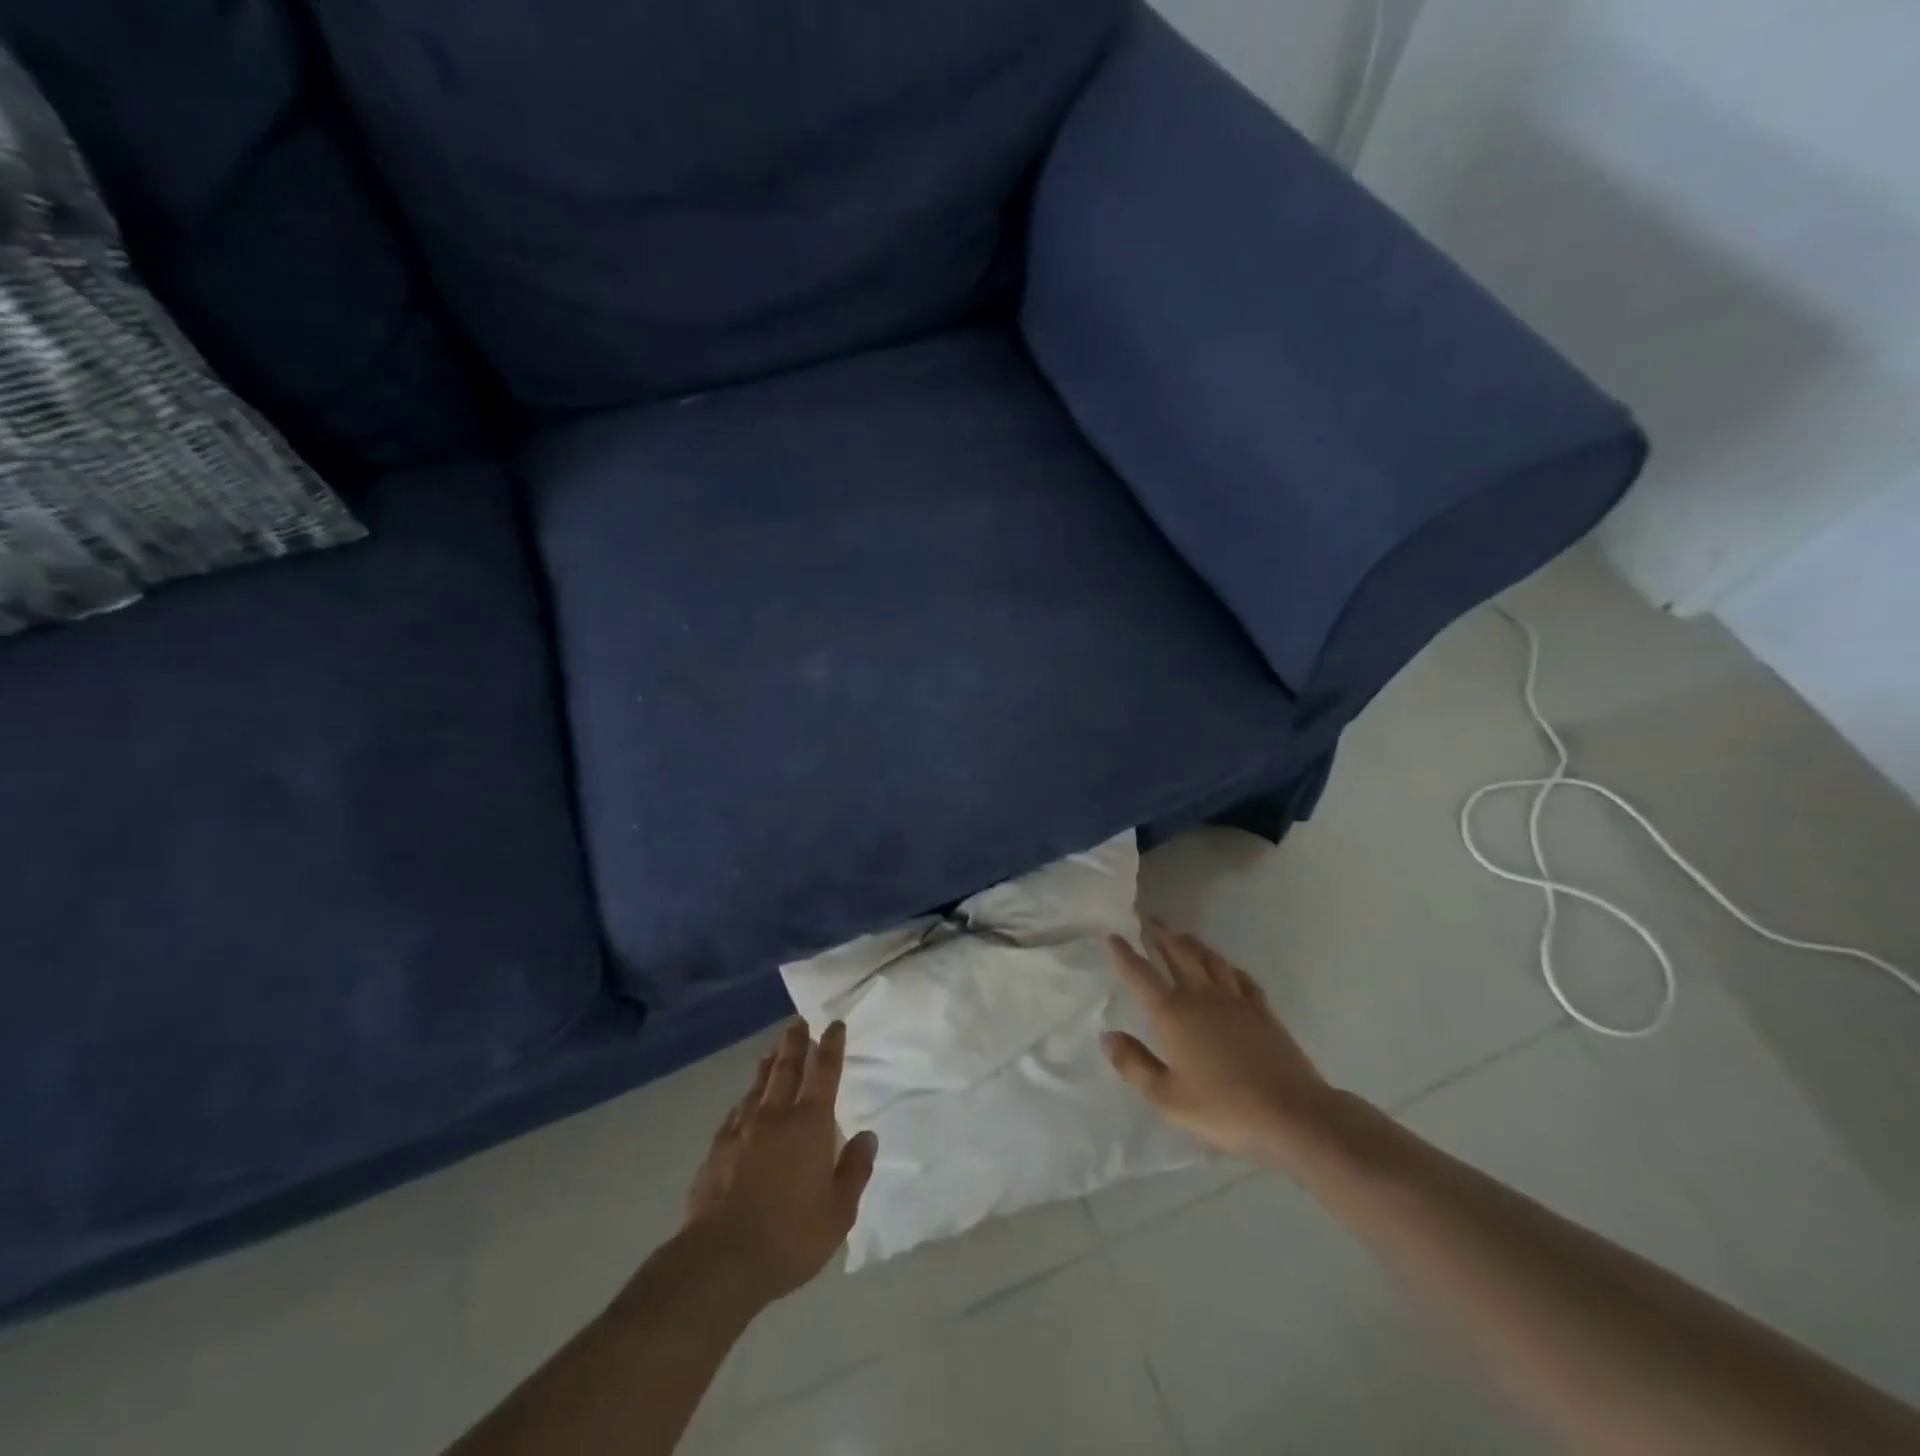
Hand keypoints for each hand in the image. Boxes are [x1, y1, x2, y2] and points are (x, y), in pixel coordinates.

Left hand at [682, 1020, 877, 1303]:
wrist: (720, 1260)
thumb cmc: (790, 1236)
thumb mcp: (839, 1212)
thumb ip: (855, 1170)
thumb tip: (867, 1136)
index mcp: (810, 1125)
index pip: (825, 1073)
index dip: (831, 1046)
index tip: (834, 1025)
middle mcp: (776, 1116)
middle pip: (787, 1068)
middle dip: (795, 1042)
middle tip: (798, 1021)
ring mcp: (742, 1130)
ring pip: (758, 1085)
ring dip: (769, 1064)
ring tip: (773, 1050)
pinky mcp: (717, 1150)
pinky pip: (736, 1112)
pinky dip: (745, 1099)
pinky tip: (744, 1101)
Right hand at [1104, 919, 1343, 1166]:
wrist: (1292, 1113)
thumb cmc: (1224, 1108)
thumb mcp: (1167, 1097)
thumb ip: (1134, 1065)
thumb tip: (1108, 1035)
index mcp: (1173, 1013)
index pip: (1140, 974)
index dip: (1123, 953)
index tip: (1111, 934)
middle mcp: (1201, 996)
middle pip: (1178, 953)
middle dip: (1160, 933)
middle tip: (1147, 918)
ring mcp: (1235, 1000)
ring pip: (1209, 958)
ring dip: (1191, 943)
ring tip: (1180, 935)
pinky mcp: (1262, 1010)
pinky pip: (1240, 977)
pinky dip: (1227, 966)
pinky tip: (1226, 968)